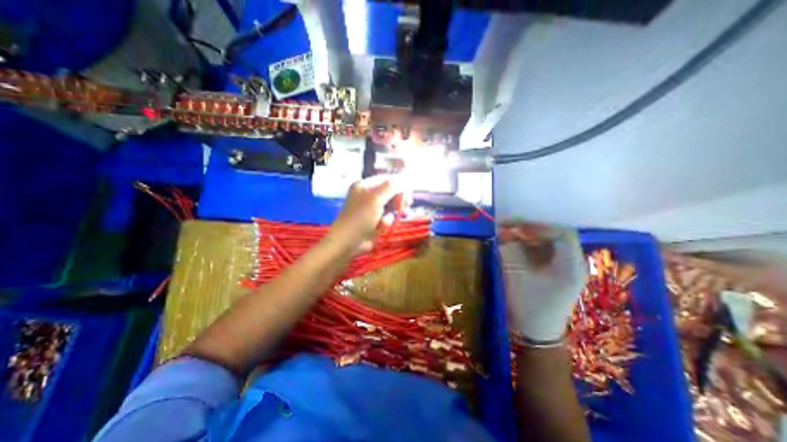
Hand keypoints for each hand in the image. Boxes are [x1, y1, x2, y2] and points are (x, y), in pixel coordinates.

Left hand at [329, 174, 407, 253]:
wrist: (348, 242)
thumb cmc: (360, 217)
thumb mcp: (375, 198)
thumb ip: (391, 187)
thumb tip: (405, 178)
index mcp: (365, 186)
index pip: (387, 179)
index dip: (399, 184)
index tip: (408, 193)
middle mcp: (369, 195)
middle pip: (391, 192)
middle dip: (399, 198)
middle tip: (407, 204)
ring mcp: (372, 210)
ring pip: (391, 206)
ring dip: (394, 212)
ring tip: (399, 216)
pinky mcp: (375, 222)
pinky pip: (387, 219)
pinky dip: (387, 223)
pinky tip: (382, 227)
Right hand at [500, 222, 586, 338]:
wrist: (535, 333)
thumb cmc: (526, 304)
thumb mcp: (515, 273)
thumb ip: (509, 248)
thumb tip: (501, 229)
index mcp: (571, 265)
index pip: (562, 233)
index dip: (538, 226)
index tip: (515, 227)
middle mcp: (574, 263)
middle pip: (556, 234)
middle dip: (531, 228)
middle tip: (509, 228)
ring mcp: (567, 267)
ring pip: (549, 240)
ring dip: (528, 235)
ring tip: (509, 234)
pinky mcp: (557, 270)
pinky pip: (544, 249)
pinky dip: (529, 244)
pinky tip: (515, 244)